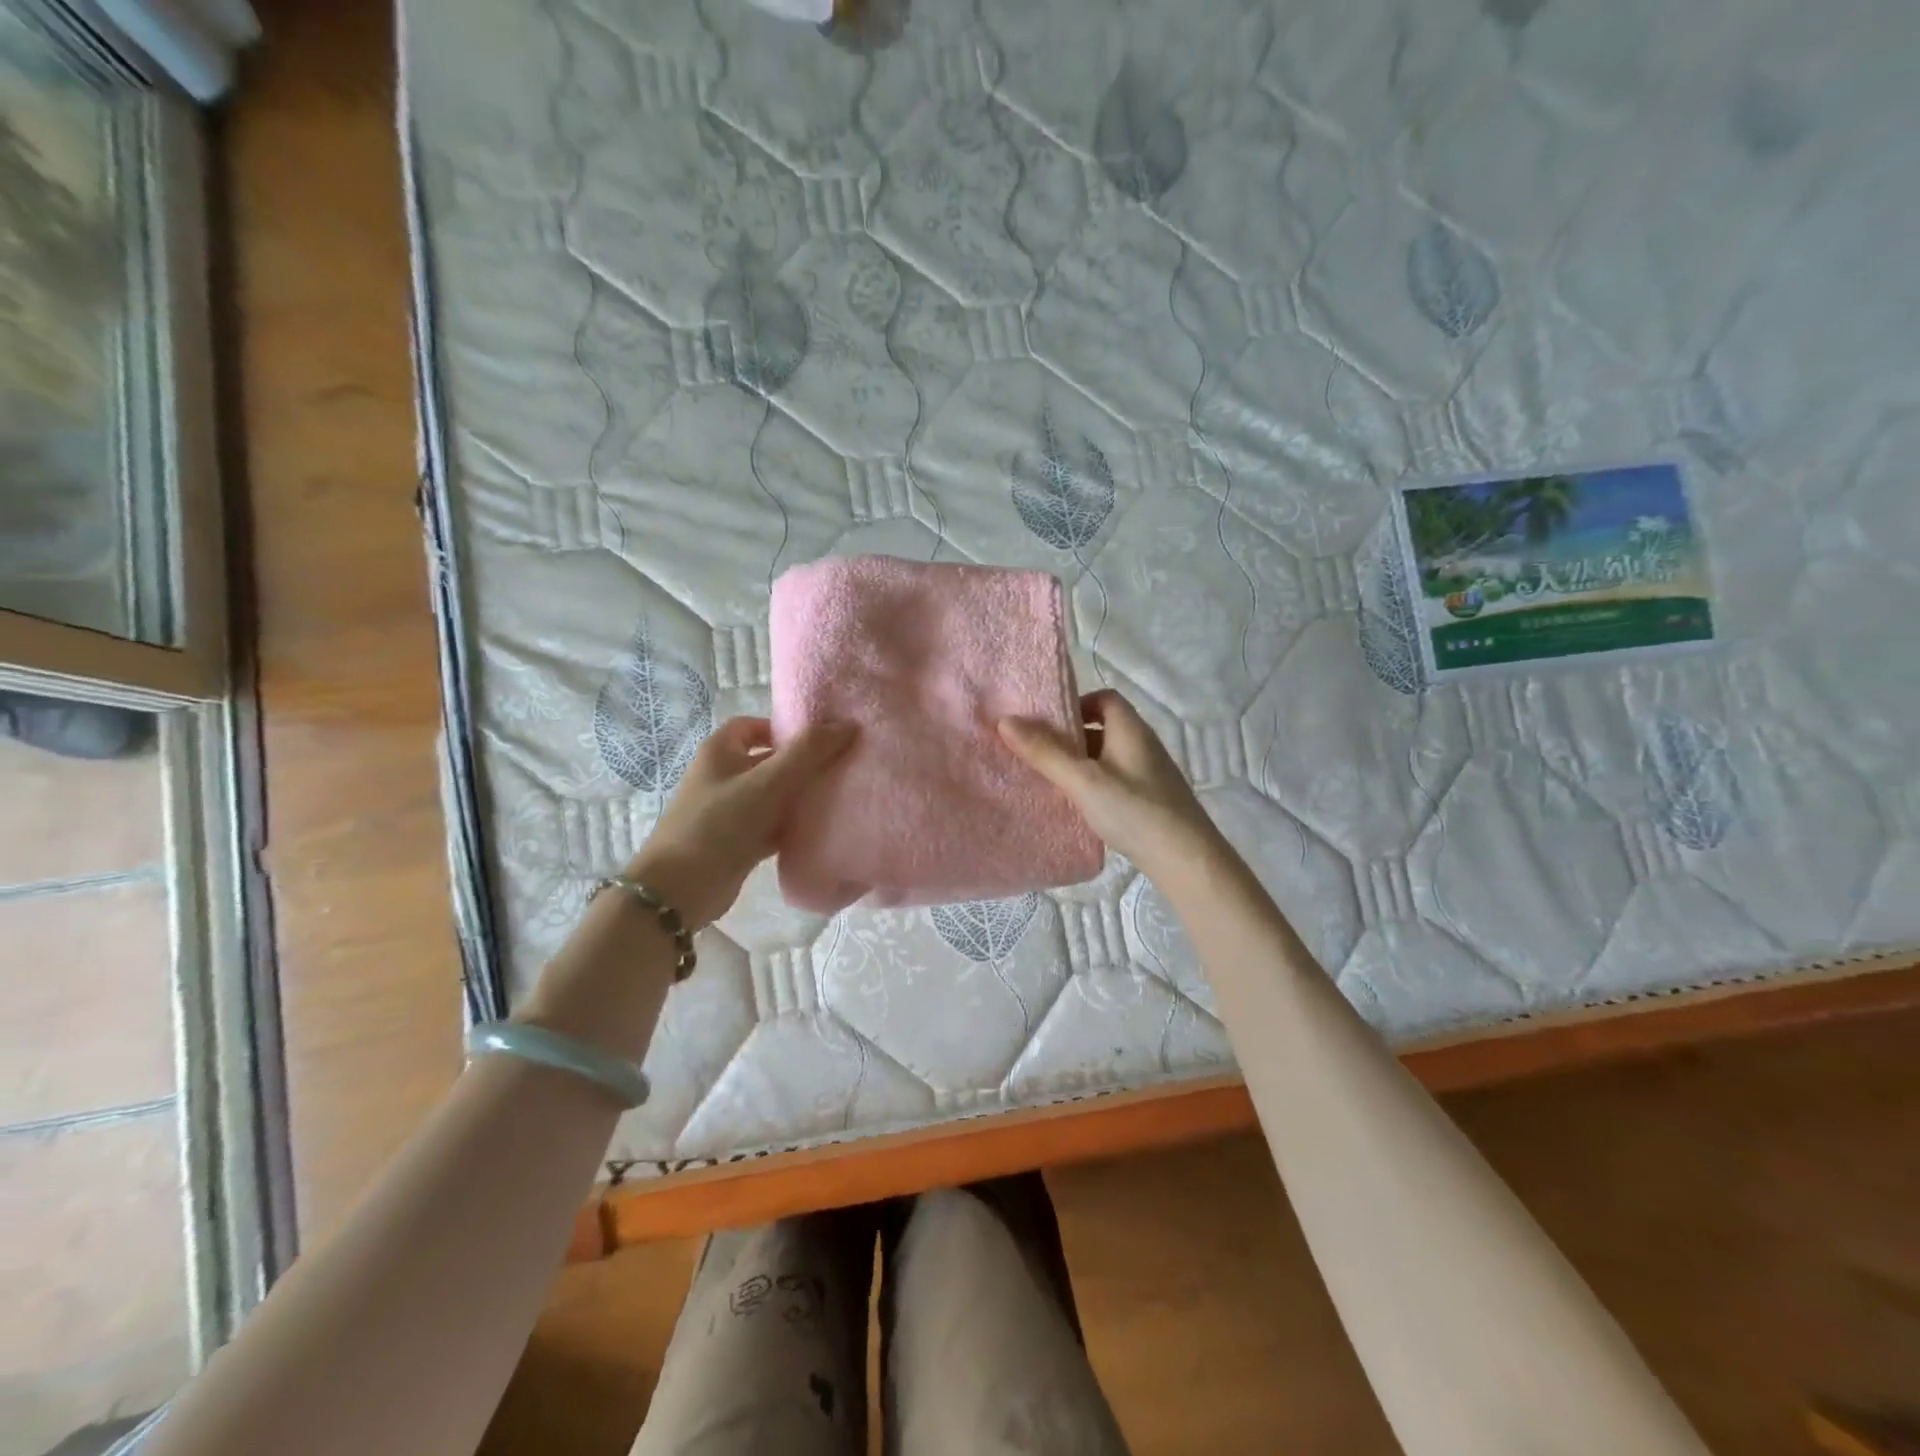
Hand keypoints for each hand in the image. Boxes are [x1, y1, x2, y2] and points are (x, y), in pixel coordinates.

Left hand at [627, 716, 856, 929]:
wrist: (681, 889)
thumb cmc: (720, 823)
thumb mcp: (768, 781)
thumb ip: (808, 751)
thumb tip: (848, 725)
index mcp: (719, 752)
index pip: (753, 726)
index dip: (783, 728)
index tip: (818, 740)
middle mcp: (722, 776)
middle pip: (767, 760)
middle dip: (800, 764)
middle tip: (838, 767)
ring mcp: (728, 811)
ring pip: (772, 795)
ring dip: (799, 796)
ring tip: (837, 796)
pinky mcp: (737, 842)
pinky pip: (771, 825)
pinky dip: (792, 825)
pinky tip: (819, 829)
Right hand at [998, 690, 1217, 876]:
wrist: (1186, 860)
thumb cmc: (1134, 810)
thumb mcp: (1083, 780)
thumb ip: (1045, 752)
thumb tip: (1005, 720)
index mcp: (1130, 729)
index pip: (1104, 698)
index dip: (1075, 703)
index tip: (1047, 723)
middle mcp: (1142, 745)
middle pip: (1102, 727)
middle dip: (1070, 737)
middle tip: (1037, 751)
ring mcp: (1148, 774)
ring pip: (1106, 757)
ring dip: (1079, 763)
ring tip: (1049, 779)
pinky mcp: (1149, 800)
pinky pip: (1114, 780)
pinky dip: (1092, 785)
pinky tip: (1076, 805)